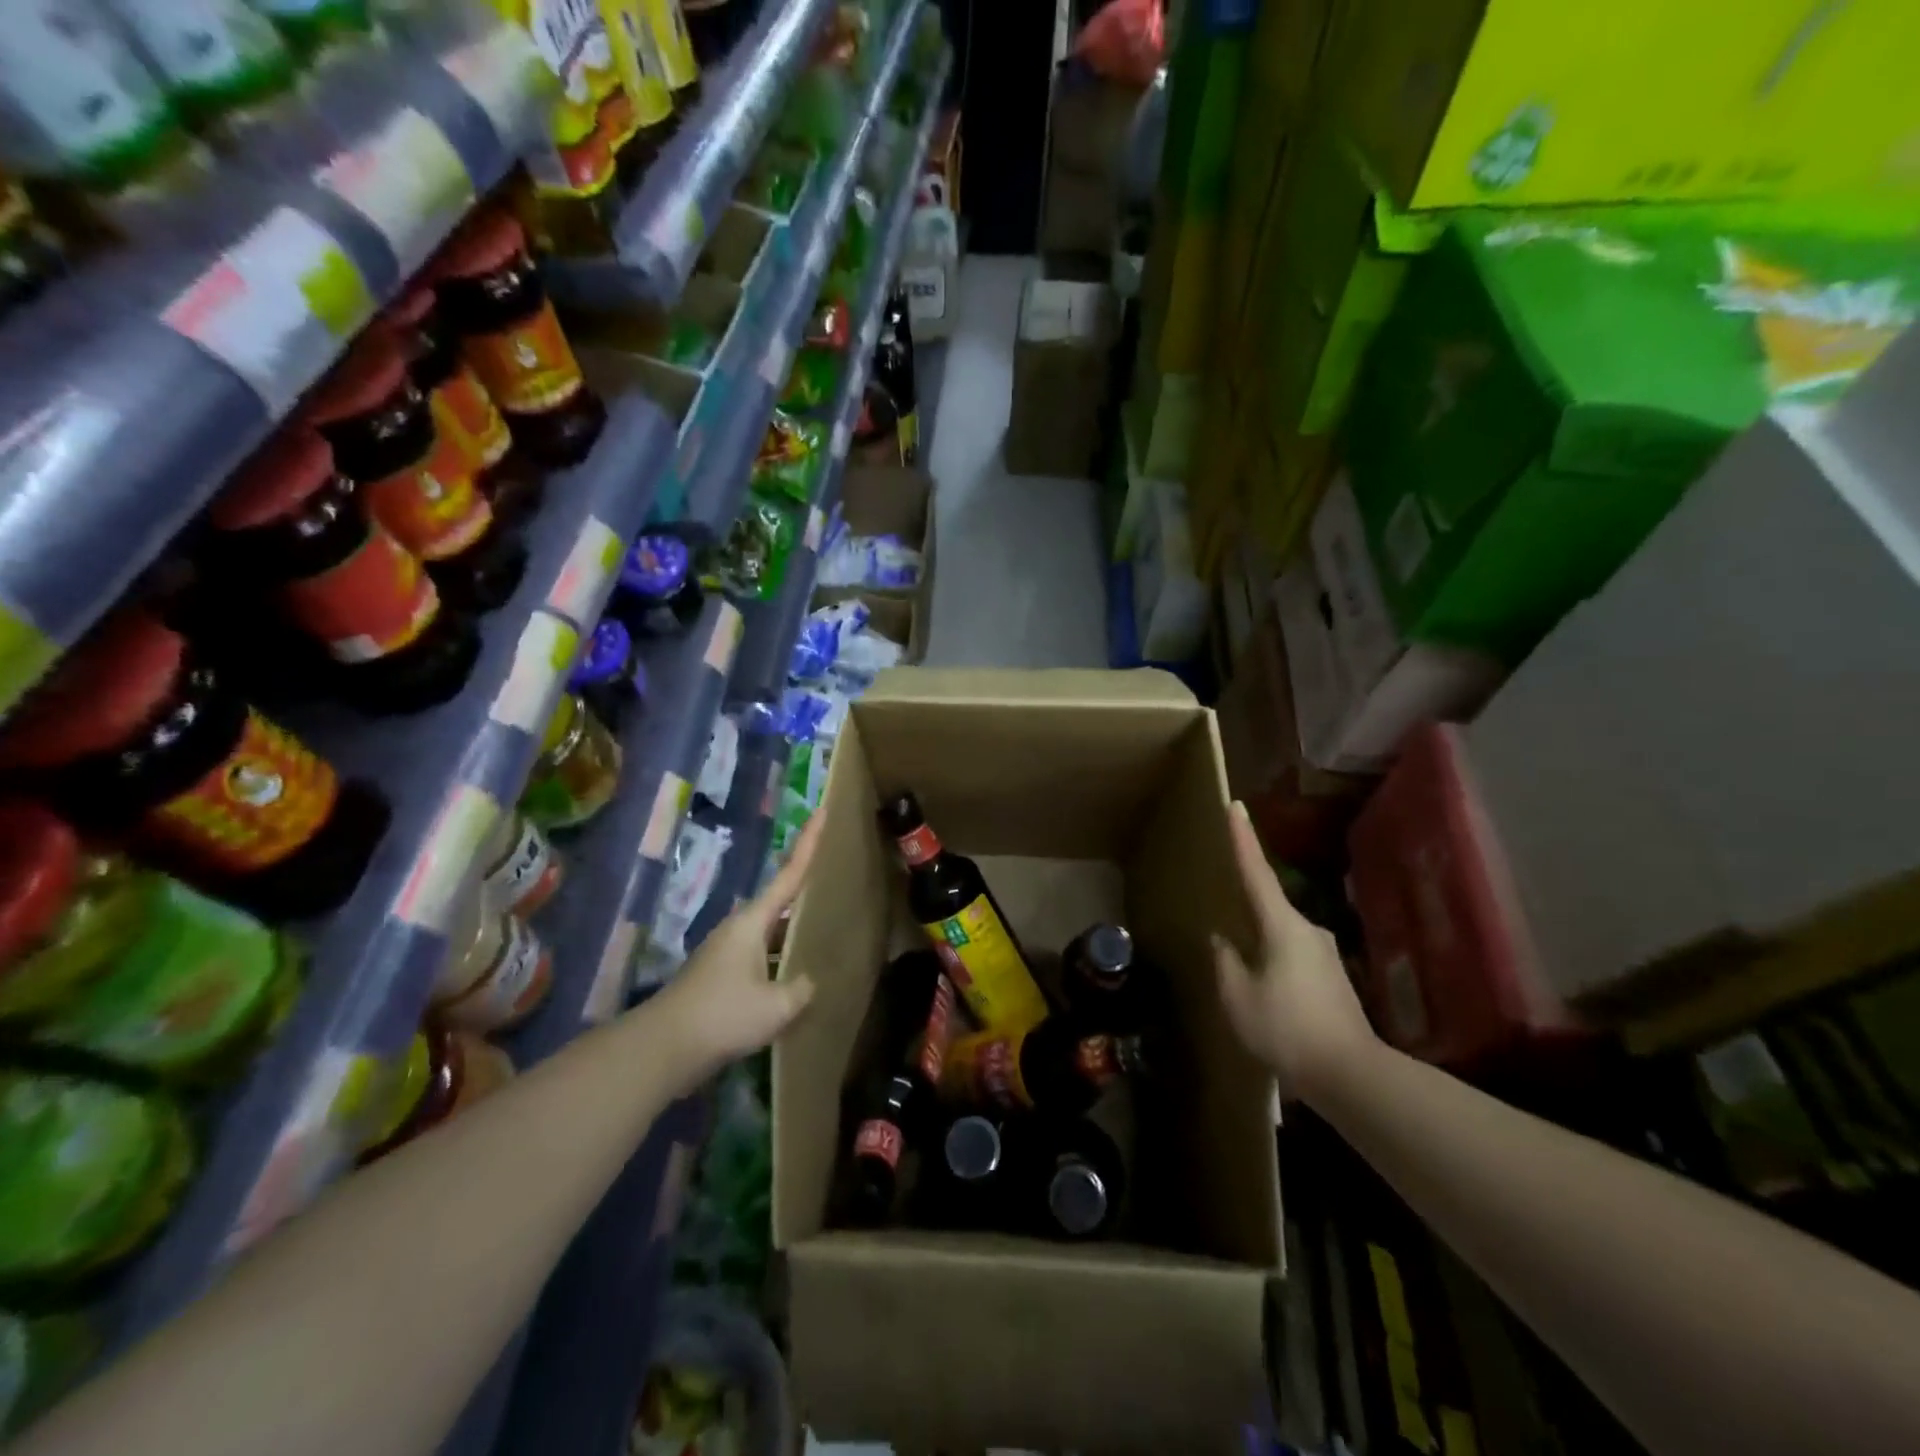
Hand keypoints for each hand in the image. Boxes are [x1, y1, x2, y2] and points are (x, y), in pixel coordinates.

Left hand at [654, 815, 821, 1078]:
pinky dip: (781, 961)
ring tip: (825, 933)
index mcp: (753, 921)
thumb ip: (801, 988)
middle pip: (780, 901)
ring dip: (794, 932)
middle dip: (806, 889)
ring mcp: (727, 954)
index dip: (809, 843)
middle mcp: (739, 929)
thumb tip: (807, 982)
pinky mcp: (720, 979)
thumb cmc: (723, 1015)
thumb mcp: (777, 1005)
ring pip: (771, 934)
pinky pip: (761, 958)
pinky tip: (796, 980)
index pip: (789, 874)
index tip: (822, 811)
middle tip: (837, 876)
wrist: (662, 1049)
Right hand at [1213, 802, 1376, 1101]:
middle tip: (1225, 918)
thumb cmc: (1286, 1028)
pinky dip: (1274, 967)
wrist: (1351, 1075)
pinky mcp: (1332, 980)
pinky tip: (1265, 996)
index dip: (1243, 839)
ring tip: (1242, 975)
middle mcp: (1308, 931)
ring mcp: (1324, 955)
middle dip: (1246, 910)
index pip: (1257, 873)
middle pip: (1269, 908)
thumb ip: (1225, 961)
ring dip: (1260, 948)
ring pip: (1280, 938)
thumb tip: (1223, 941)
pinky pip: (1293, 960)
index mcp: (1283, 926)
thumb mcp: (1237, 996)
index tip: (1235, 806)